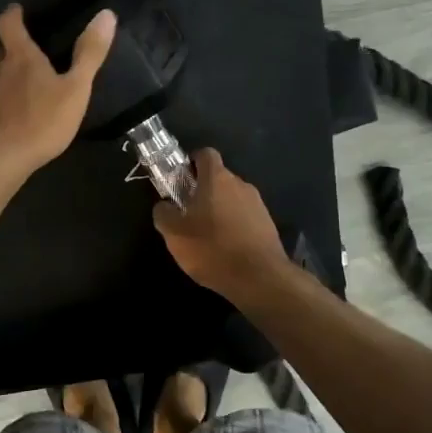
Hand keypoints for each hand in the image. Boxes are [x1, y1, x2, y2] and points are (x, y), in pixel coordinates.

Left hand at [0, 4, 116, 184]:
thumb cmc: (40, 122)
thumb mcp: (75, 90)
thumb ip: (90, 54)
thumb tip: (107, 13)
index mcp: (20, 58)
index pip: (9, 24)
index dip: (13, 15)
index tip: (17, 11)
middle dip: (7, 53)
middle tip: (22, 60)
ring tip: (14, 96)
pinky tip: (0, 125)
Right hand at [152, 149, 288, 298]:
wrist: (259, 278)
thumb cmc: (212, 248)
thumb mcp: (174, 234)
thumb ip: (163, 213)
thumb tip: (164, 205)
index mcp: (217, 179)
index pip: (206, 154)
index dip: (191, 162)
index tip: (181, 179)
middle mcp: (240, 184)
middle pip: (218, 178)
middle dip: (203, 191)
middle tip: (188, 214)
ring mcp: (258, 204)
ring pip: (232, 198)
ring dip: (219, 210)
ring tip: (207, 236)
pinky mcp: (268, 224)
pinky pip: (245, 217)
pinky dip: (234, 226)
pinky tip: (226, 248)